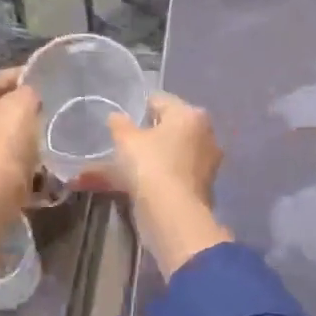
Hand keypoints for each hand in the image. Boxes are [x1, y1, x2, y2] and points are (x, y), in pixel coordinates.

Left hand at [0, 67, 40, 199]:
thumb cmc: (3, 145)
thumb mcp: (23, 107)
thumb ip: (27, 92)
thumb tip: (26, 95)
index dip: (23, 78)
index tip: (44, 83)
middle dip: (14, 107)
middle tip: (41, 110)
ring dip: (8, 132)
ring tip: (35, 135)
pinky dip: (2, 153)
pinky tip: (22, 159)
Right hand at [107, 93, 231, 277]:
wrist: (173, 215)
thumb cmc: (151, 165)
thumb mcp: (126, 140)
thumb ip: (119, 125)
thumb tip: (116, 117)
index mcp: (190, 115)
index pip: (160, 101)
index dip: (138, 108)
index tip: (121, 122)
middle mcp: (203, 135)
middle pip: (166, 130)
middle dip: (140, 139)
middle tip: (118, 145)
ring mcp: (204, 164)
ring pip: (164, 157)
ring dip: (140, 163)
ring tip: (111, 172)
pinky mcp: (198, 188)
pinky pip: (167, 176)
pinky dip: (149, 180)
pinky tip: (125, 188)